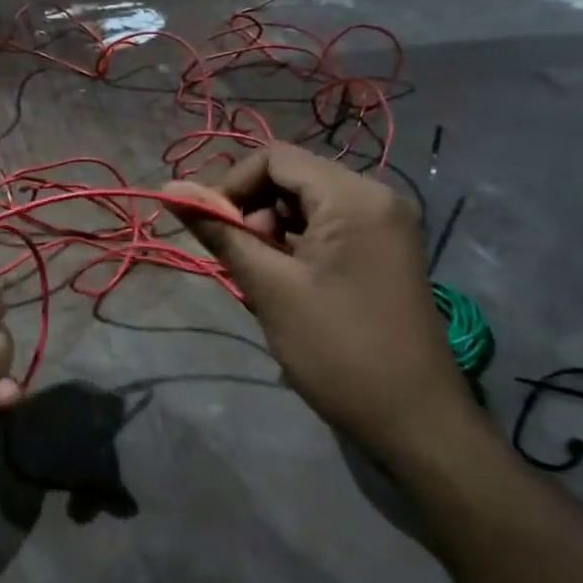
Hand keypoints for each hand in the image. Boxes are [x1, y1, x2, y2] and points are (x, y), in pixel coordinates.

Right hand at [164, 143, 467, 463]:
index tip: (210, 230)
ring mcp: (384, 227)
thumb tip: (168, 188)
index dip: (231, 186)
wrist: (415, 423)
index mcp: (354, 197)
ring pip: (304, 206)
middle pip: (291, 179)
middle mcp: (375, 198)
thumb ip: (219, 232)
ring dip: (271, 234)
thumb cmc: (338, 350)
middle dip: (253, 213)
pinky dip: (295, 248)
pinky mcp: (383, 253)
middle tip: (242, 263)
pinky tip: (288, 288)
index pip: (274, 158)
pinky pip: (325, 229)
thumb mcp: (268, 287)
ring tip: (264, 282)